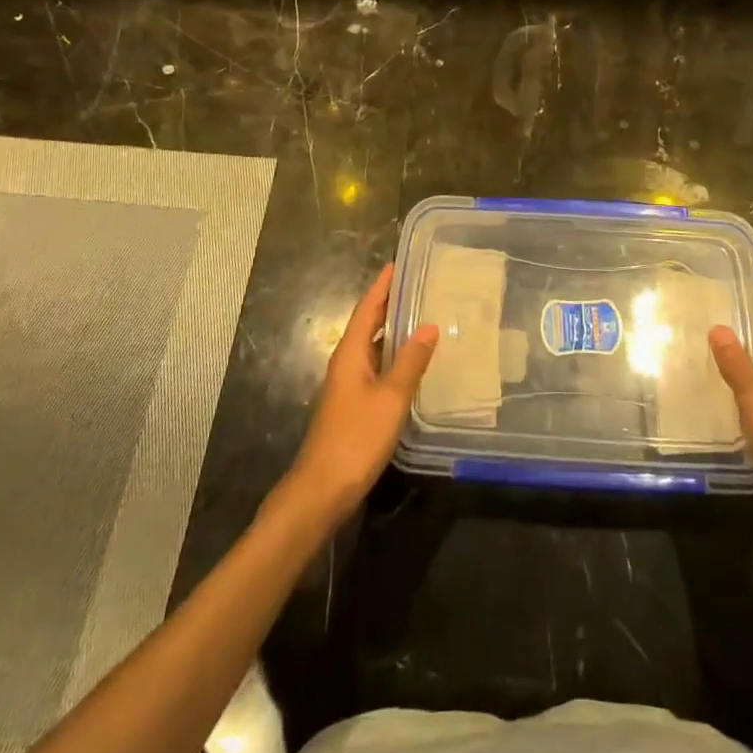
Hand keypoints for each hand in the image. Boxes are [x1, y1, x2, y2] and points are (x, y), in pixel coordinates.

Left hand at [281, 263, 438, 528]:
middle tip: (419, 285)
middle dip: (390, 303)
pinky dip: (394, 356)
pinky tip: (413, 362)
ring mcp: (348, 384)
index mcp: (351, 353)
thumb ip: (410, 362)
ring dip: (394, 330)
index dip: (383, 286)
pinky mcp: (354, 404)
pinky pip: (376, 366)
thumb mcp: (391, 398)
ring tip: (423, 315)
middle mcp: (346, 362)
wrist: (322, 489)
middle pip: (369, 323)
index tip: (398, 263)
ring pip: (373, 346)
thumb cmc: (356, 438)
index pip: (368, 308)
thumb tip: (430, 325)